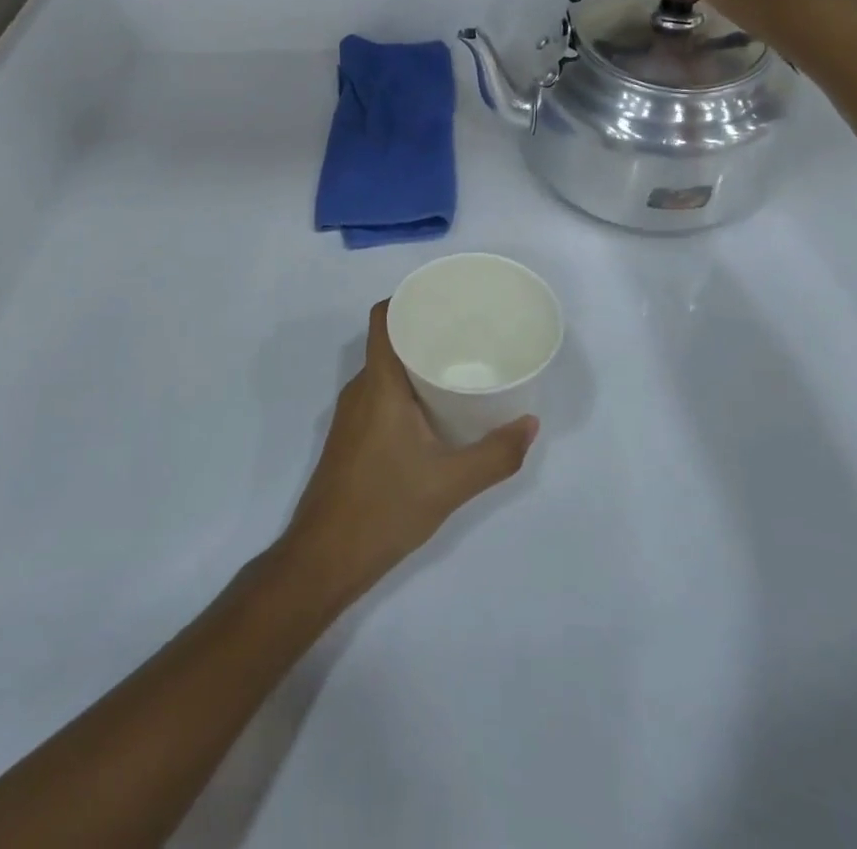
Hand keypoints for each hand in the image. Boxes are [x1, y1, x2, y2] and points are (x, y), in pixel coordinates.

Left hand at [277, 302, 537, 610]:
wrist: (325, 557)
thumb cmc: (385, 508)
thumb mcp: (450, 484)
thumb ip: (495, 455)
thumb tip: (531, 424)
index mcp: (379, 384)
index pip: (383, 318)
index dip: (408, 298)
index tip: (444, 298)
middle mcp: (360, 389)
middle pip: (389, 341)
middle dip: (425, 331)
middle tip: (467, 334)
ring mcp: (352, 414)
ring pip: (385, 370)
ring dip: (416, 362)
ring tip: (459, 366)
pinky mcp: (351, 436)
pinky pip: (380, 394)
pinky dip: (406, 389)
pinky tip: (435, 409)